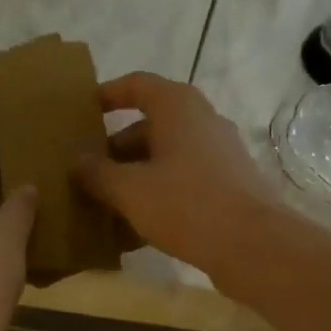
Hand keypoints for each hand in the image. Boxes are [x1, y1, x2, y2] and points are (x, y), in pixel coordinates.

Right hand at [71, 73, 283, 271]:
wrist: (253, 245)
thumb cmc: (186, 204)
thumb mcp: (129, 190)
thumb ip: (97, 174)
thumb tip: (77, 163)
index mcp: (177, 107)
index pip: (136, 85)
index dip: (107, 95)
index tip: (82, 113)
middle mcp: (201, 121)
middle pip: (149, 126)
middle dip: (115, 149)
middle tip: (86, 173)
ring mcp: (218, 154)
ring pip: (165, 157)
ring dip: (134, 175)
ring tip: (104, 203)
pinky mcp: (227, 185)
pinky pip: (182, 181)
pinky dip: (157, 194)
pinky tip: (135, 227)